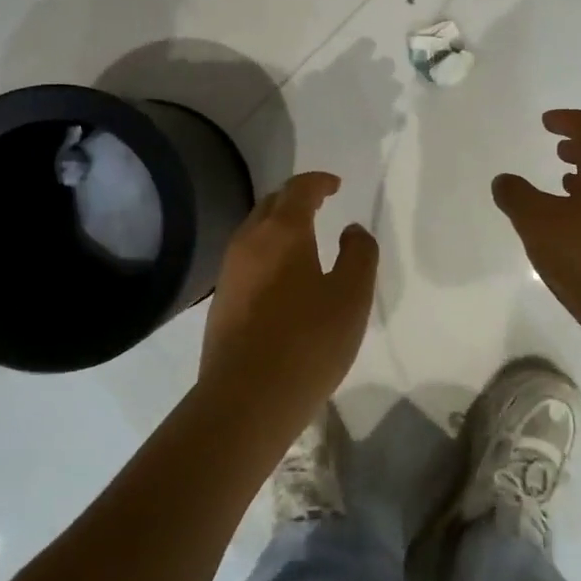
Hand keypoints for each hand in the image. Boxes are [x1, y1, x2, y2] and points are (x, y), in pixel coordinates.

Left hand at [199, 172, 377, 430]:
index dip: (318, 182)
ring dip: (278, 226)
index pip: (298, 189)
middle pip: (271, 205)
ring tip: (303, 240)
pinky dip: (267, 253)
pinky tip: (282, 279)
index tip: (335, 185)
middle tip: (319, 205)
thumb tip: (351, 230)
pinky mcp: (221, 301)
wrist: (246, 398)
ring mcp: (229, 272)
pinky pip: (246, 260)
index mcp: (282, 231)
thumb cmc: (308, 341)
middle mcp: (249, 242)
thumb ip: (359, 254)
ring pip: (254, 233)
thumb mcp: (352, 296)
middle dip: (296, 199)